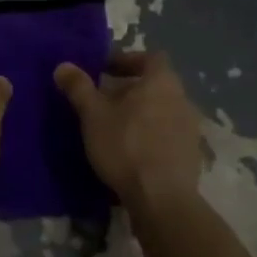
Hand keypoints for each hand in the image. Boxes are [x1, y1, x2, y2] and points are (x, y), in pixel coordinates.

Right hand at [54, 50, 202, 209]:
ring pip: (163, 110)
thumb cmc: (126, 146)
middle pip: (156, 85)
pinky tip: (133, 152)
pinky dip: (152, 135)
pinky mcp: (192, 155)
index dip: (127, 60)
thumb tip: (63, 65)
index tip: (104, 71)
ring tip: (116, 128)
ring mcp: (191, 128)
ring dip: (142, 113)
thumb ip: (79, 88)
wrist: (162, 199)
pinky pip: (169, 134)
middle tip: (105, 101)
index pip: (149, 58)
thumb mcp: (93, 115)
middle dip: (130, 89)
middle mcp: (182, 99)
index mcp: (162, 82)